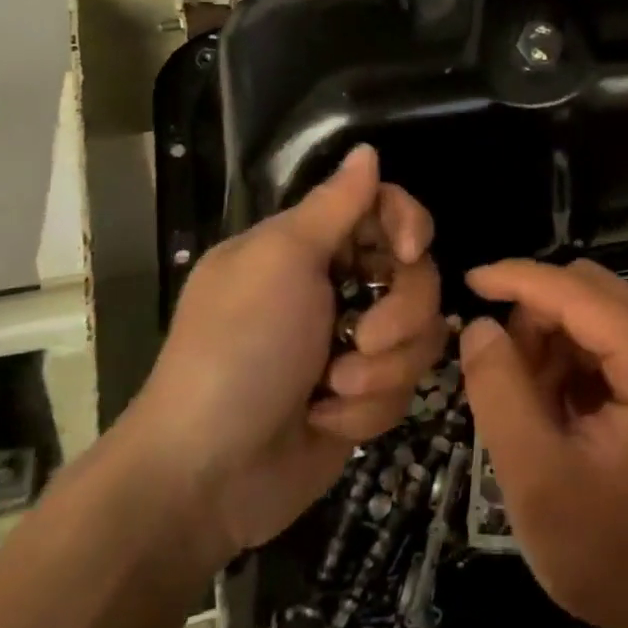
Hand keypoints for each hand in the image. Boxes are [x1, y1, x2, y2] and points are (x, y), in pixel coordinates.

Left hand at [123, 145, 446, 565]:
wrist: (206, 477)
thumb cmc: (237, 352)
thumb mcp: (279, 263)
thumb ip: (333, 206)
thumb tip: (367, 150)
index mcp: (308, 248)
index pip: (384, 210)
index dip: (409, 224)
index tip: (408, 252)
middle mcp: (337, 289)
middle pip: (417, 276)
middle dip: (397, 314)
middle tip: (359, 338)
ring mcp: (353, 346)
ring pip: (420, 335)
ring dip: (380, 369)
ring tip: (331, 391)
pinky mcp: (365, 397)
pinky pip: (403, 387)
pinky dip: (366, 408)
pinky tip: (325, 421)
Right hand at [458, 259, 627, 627]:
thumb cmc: (611, 548)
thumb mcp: (536, 476)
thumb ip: (500, 391)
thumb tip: (480, 326)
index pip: (577, 291)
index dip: (517, 279)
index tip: (466, 282)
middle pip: (587, 290)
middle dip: (533, 319)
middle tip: (502, 377)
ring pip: (591, 309)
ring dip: (548, 341)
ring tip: (528, 405)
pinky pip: (603, 336)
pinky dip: (567, 359)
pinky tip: (553, 408)